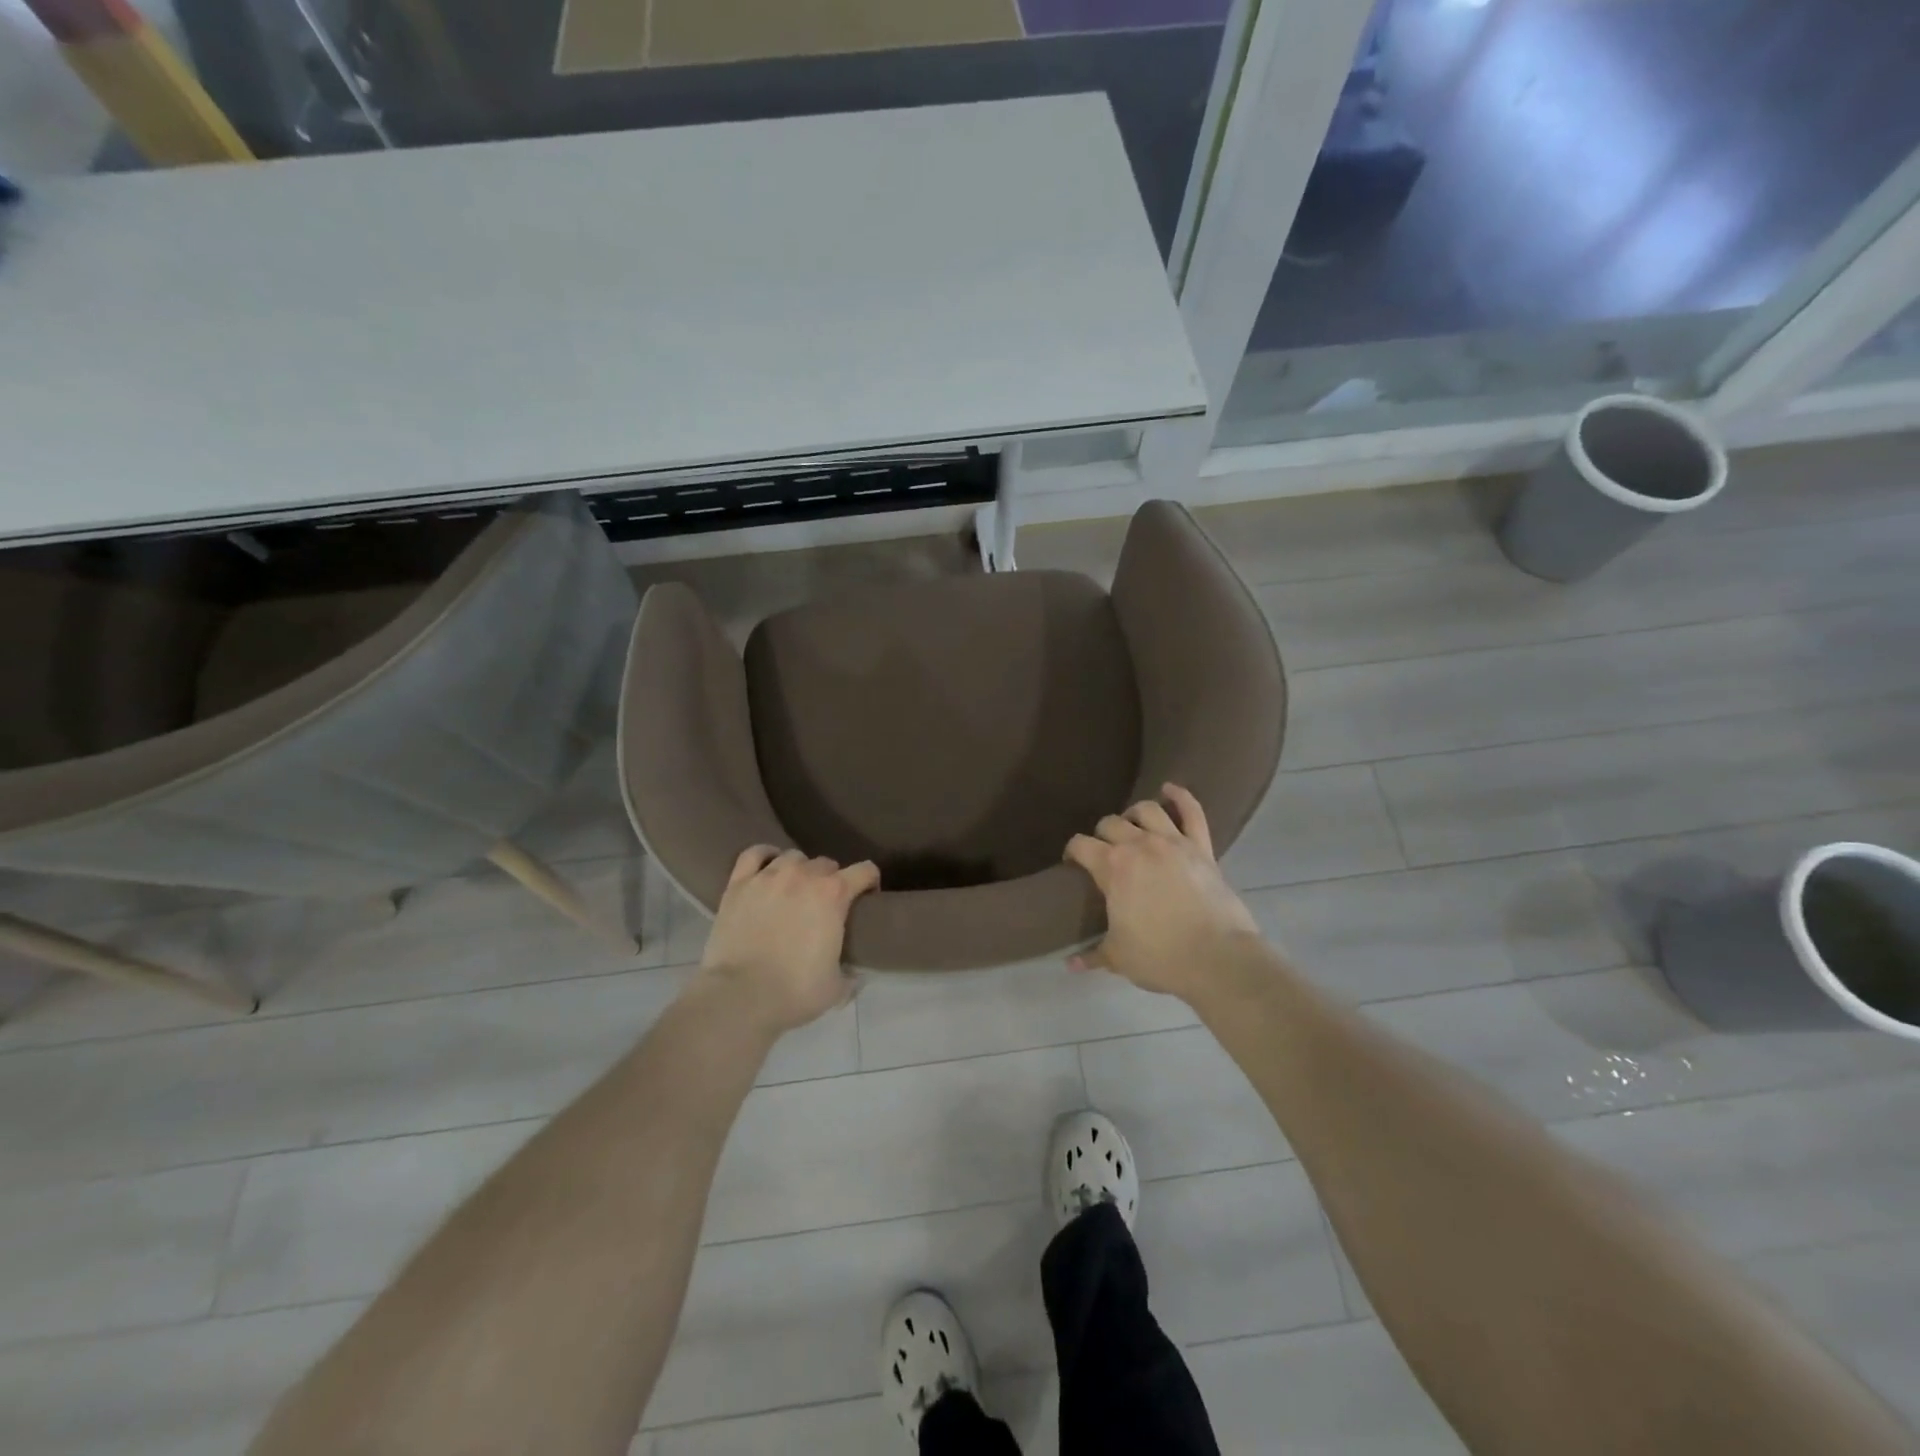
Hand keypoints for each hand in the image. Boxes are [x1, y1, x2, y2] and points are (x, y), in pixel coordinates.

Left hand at [698, 846, 879, 1035]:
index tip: (867, 899)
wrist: (740, 996)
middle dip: (831, 880)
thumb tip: (856, 974)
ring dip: (800, 870)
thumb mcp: (837, 987)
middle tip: (825, 904)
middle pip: (827, 863)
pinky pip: (755, 854)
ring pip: (793, 857)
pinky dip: (765, 856)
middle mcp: (804, 875)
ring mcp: (769, 876)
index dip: (870, 882)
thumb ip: (850, 974)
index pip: (865, 870)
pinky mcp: (739, 884)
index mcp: (834, 894)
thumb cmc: (795, 992)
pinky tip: (767, 869)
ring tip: (795, 889)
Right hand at [1064, 784, 1259, 1000]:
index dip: (1073, 851)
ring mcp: (1173, 842)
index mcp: (1112, 867)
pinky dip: (1181, 797)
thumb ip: (1092, 955)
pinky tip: (1170, 788)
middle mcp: (1139, 845)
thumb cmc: (1161, 956)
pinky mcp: (1201, 847)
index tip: (1073, 863)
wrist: (1218, 958)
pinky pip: (1192, 813)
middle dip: (1102, 835)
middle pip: (1110, 823)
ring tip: (1132, 826)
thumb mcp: (1119, 957)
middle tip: (1104, 852)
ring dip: (1134, 815)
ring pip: (1147, 810)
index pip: (1080, 845)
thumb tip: (1069, 964)